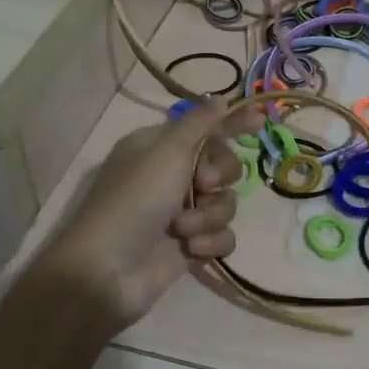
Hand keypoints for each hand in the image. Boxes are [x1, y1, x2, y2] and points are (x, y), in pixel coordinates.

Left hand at [28, 102, 248, 345]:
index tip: (260, 121)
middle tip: (203, 185)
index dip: (233, 123)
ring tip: (184, 229)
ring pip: (226, 202)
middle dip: (219, 176)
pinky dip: (211, 241)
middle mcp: (171, 176)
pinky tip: (193, 250)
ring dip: (210, 214)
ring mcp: (181, 212)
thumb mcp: (167, 151)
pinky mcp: (191, 244)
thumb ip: (200, 123)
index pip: (205, 127)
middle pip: (223, 165)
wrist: (108, 271)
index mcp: (159, 147)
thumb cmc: (135, 200)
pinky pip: (223, 235)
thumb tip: (220, 98)